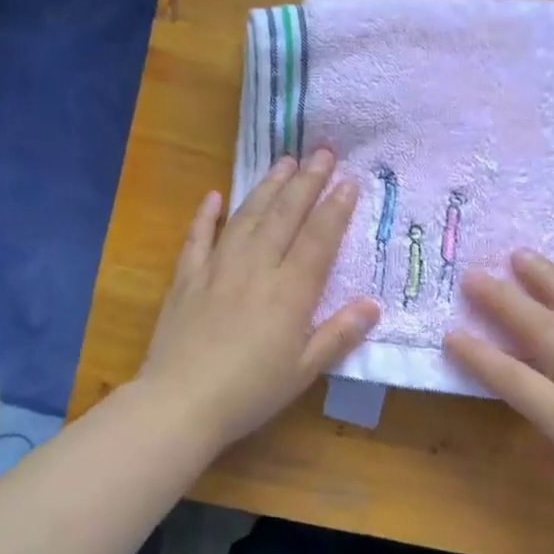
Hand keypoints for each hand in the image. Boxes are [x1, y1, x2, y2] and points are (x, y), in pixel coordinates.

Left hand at [137, 150, 378, 449]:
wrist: (181, 402)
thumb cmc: (250, 392)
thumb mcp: (304, 370)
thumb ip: (338, 335)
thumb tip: (373, 305)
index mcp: (290, 292)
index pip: (318, 239)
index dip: (335, 209)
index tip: (349, 180)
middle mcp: (256, 268)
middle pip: (285, 216)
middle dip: (307, 182)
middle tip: (323, 152)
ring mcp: (217, 268)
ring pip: (247, 217)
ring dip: (267, 187)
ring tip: (284, 162)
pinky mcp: (186, 278)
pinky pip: (198, 237)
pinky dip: (207, 215)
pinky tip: (215, 196)